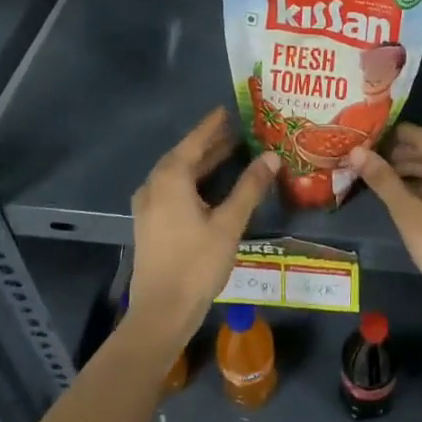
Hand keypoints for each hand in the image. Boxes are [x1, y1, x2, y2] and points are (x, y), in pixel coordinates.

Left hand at [127, 109, 278, 348]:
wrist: (161, 312)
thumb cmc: (196, 263)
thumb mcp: (229, 223)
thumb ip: (250, 187)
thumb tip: (271, 156)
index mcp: (170, 179)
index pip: (195, 141)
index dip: (213, 125)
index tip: (229, 109)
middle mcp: (154, 186)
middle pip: (185, 156)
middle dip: (210, 143)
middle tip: (237, 130)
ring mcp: (149, 207)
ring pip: (178, 175)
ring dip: (202, 163)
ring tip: (231, 153)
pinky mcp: (151, 224)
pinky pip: (174, 190)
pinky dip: (194, 181)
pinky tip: (212, 188)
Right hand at [349, 124, 421, 295]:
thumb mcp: (406, 212)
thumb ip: (382, 179)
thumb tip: (356, 152)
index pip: (417, 134)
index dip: (392, 136)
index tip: (368, 141)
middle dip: (401, 154)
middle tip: (371, 164)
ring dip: (414, 169)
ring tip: (386, 180)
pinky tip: (411, 196)